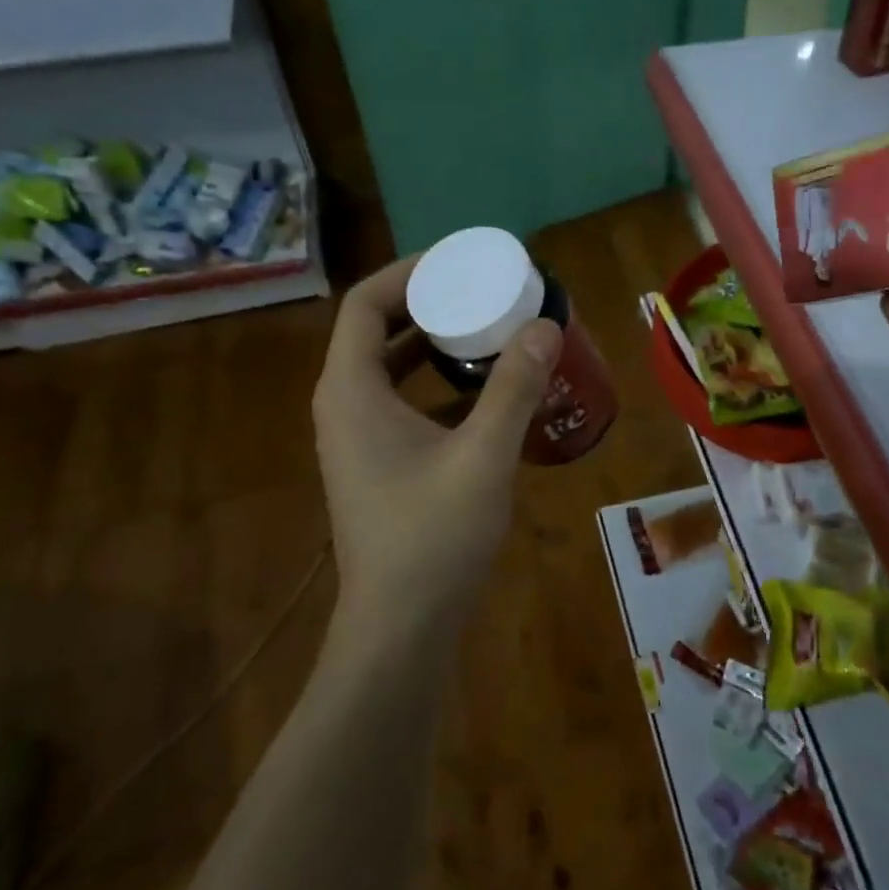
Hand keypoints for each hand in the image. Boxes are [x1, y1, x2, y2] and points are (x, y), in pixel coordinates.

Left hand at [313, 255, 561, 630]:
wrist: (400, 628)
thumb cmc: (433, 537)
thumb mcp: (483, 456)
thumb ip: (513, 389)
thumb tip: (544, 326)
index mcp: (351, 391)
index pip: (365, 302)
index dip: (410, 272)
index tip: (461, 262)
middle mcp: (344, 406)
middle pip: (376, 329)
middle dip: (428, 303)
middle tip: (483, 291)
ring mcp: (358, 438)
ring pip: (390, 368)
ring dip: (434, 344)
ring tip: (489, 330)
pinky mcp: (378, 464)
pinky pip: (403, 402)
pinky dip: (438, 385)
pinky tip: (486, 392)